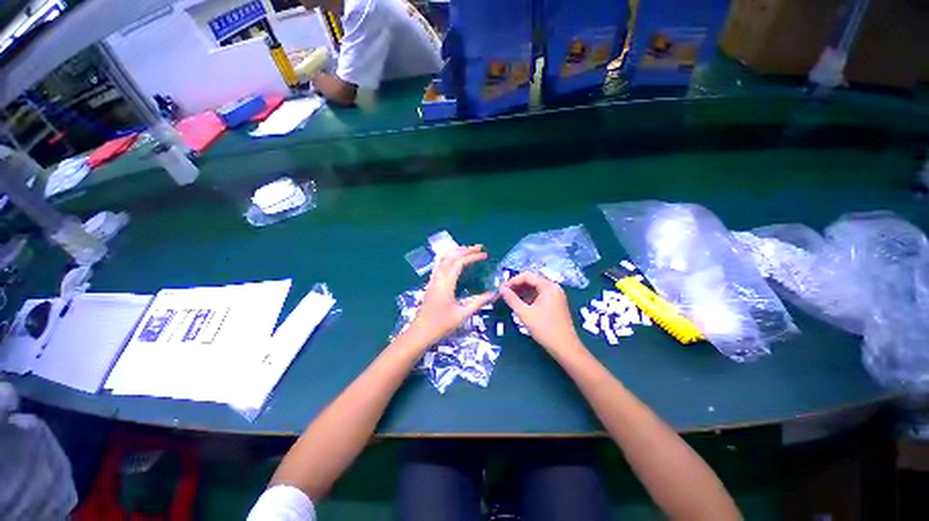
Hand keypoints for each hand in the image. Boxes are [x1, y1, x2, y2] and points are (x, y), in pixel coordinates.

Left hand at [403, 246, 496, 348]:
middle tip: (479, 248)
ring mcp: (433, 279)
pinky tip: (454, 261)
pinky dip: (448, 257)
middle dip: (465, 250)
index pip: (459, 262)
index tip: (485, 255)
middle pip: (451, 256)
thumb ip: (479, 302)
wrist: (420, 332)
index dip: (472, 256)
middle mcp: (438, 277)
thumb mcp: (463, 314)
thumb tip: (494, 294)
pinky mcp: (431, 283)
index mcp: (446, 283)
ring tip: (468, 250)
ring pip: (443, 258)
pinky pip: (439, 264)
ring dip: (456, 251)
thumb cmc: (441, 325)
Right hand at [500, 272, 584, 355]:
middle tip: (504, 293)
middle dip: (517, 286)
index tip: (501, 289)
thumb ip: (512, 299)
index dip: (513, 280)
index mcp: (548, 286)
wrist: (565, 348)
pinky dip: (529, 297)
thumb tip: (501, 289)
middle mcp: (553, 287)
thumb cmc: (545, 329)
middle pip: (532, 280)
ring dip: (522, 292)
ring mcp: (555, 295)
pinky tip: (520, 305)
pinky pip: (539, 295)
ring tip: (510, 299)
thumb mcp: (525, 313)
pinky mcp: (555, 303)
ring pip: (535, 288)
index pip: (527, 276)